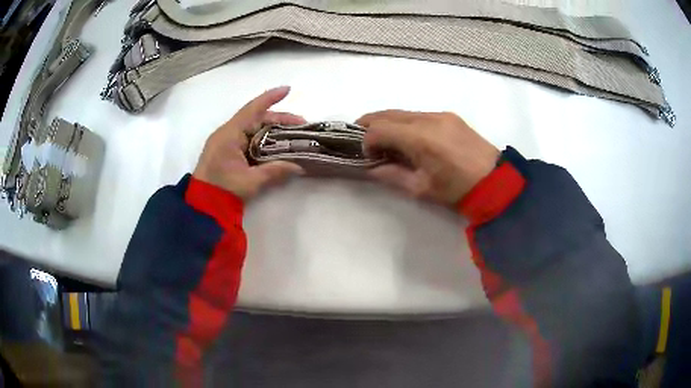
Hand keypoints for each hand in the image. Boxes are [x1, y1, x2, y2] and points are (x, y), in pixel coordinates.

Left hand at [193, 86, 305, 199]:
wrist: (203, 205)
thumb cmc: (223, 190)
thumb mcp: (251, 181)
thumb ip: (275, 171)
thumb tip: (300, 167)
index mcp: (230, 134)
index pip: (252, 110)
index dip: (270, 98)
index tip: (287, 89)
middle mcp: (227, 133)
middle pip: (256, 118)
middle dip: (279, 119)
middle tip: (301, 125)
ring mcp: (226, 141)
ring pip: (253, 127)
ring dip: (272, 128)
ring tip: (293, 133)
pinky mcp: (227, 150)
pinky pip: (248, 137)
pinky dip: (263, 137)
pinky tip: (276, 143)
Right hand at [356, 110, 499, 205]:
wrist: (496, 182)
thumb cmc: (458, 190)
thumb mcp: (422, 188)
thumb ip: (392, 175)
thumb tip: (373, 168)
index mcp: (420, 137)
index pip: (379, 128)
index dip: (366, 141)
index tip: (368, 157)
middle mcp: (428, 118)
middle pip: (388, 114)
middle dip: (370, 125)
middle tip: (363, 141)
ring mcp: (441, 114)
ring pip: (403, 112)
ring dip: (389, 123)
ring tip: (386, 141)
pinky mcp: (450, 116)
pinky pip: (419, 115)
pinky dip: (406, 123)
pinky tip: (409, 138)